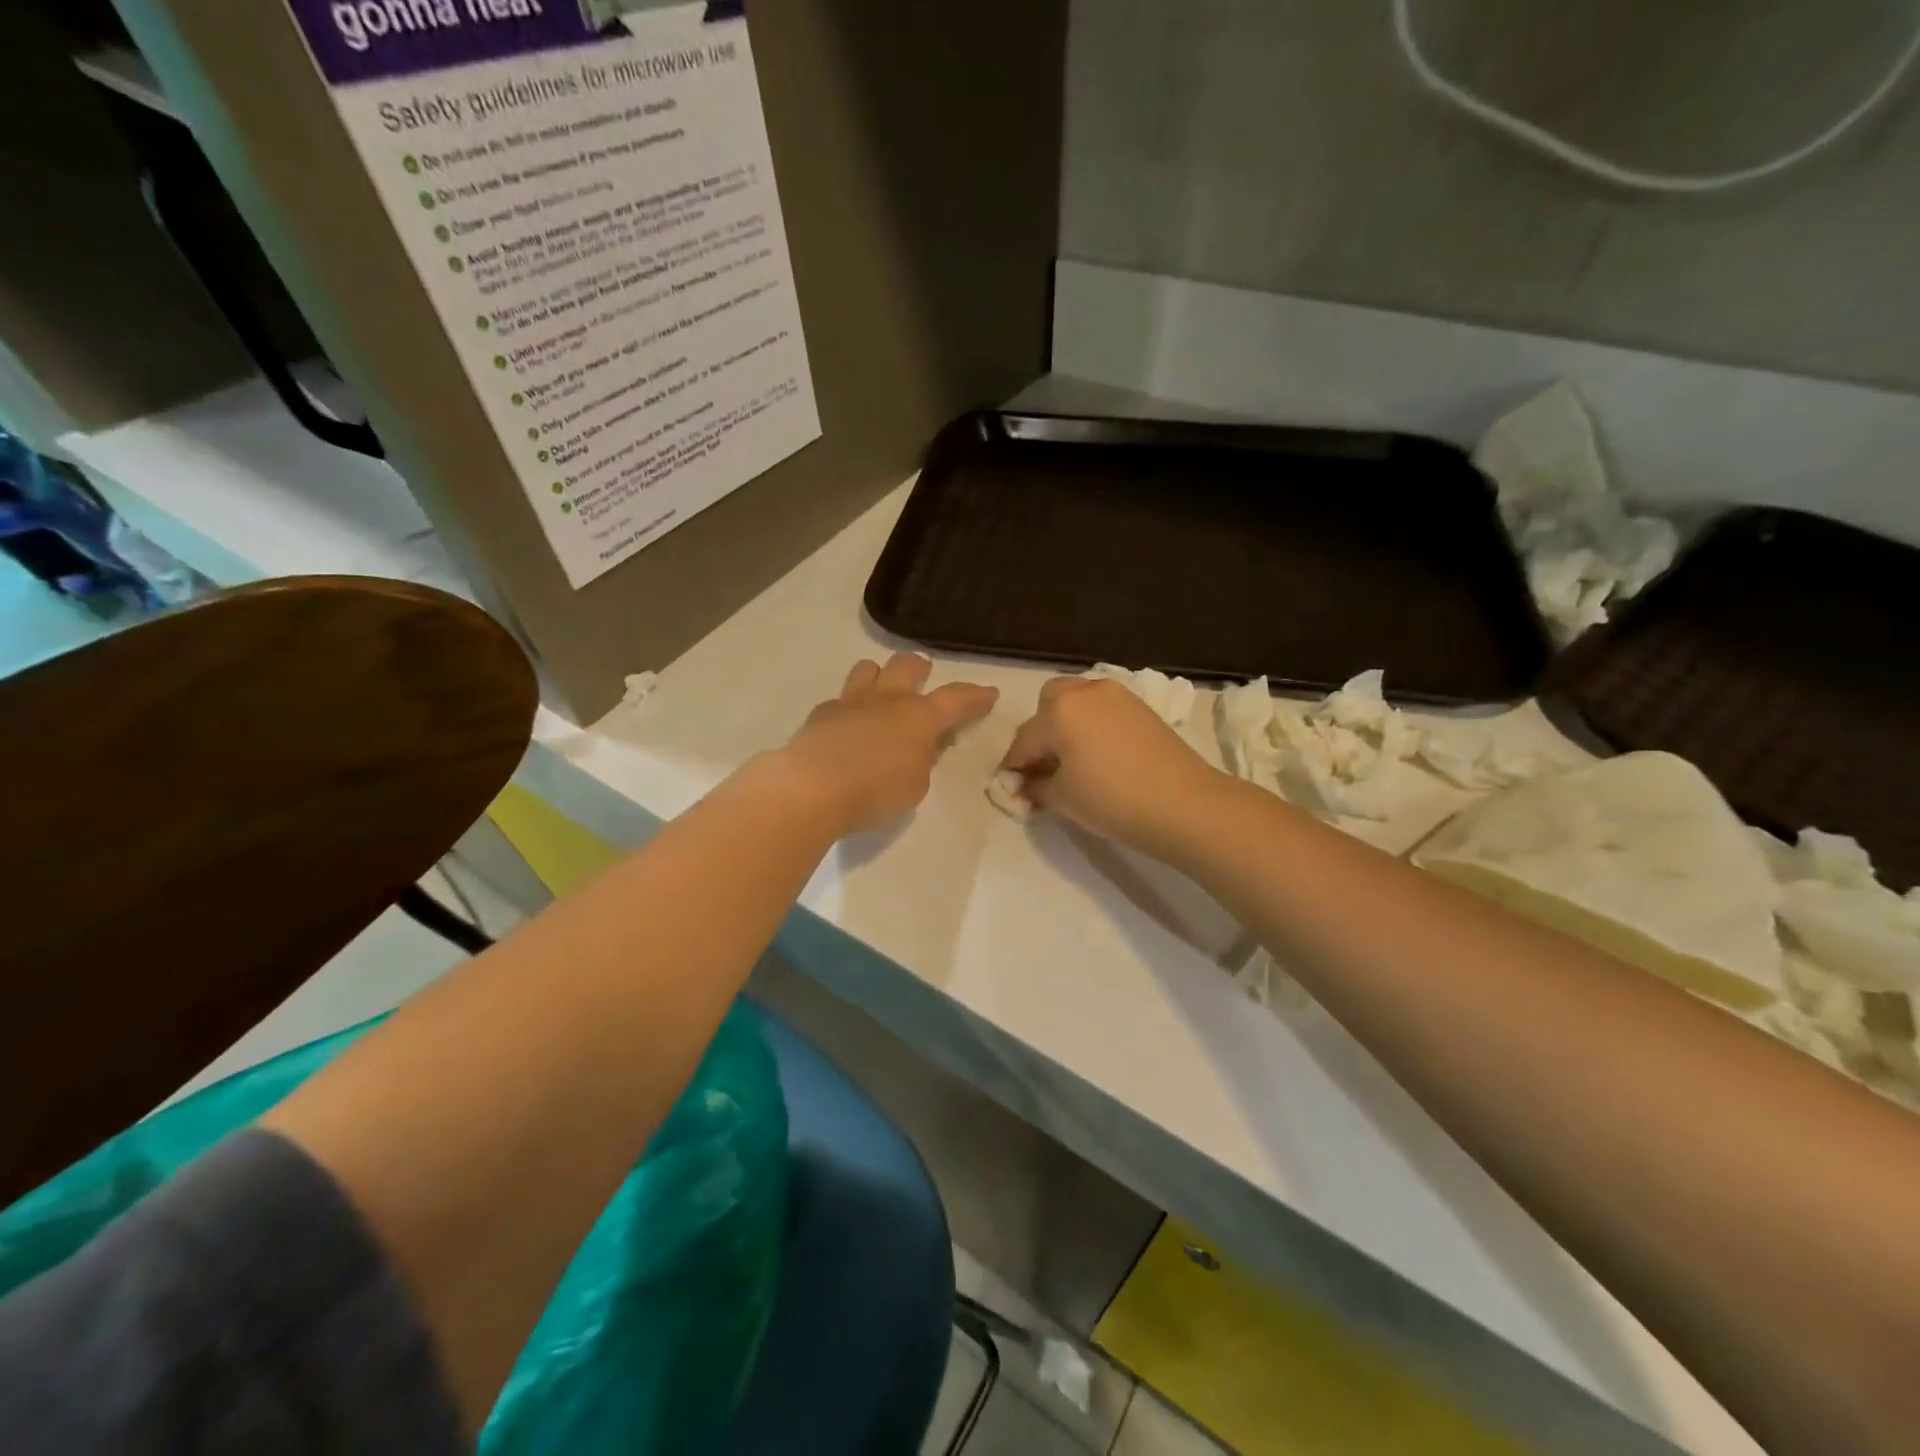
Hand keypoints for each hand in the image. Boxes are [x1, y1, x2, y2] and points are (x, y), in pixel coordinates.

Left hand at [781, 653, 997, 836]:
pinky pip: (840, 698)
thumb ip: (923, 760)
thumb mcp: (915, 785)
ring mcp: (851, 702)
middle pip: (908, 665)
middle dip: (921, 669)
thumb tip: (923, 746)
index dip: (976, 696)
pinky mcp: (821, 714)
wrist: (811, 788)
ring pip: (869, 668)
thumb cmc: (875, 792)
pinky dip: (849, 707)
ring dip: (880, 675)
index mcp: (919, 716)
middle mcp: (887, 699)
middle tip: (924, 681)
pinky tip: (847, 726)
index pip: (956, 698)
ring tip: (882, 694)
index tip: (989, 693)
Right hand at [1000, 676, 1223, 857]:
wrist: (1184, 805)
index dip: (1014, 767)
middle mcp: (1085, 692)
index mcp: (1058, 711)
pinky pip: (1103, 710)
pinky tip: (1099, 755)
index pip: (1024, 741)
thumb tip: (1025, 785)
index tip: (1011, 788)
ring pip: (1078, 701)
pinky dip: (1092, 725)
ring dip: (1067, 724)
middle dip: (1040, 732)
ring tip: (1073, 760)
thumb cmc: (1112, 801)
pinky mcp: (1141, 707)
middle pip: (1049, 704)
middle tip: (1044, 766)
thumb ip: (1036, 787)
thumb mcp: (1062, 798)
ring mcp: (1117, 696)